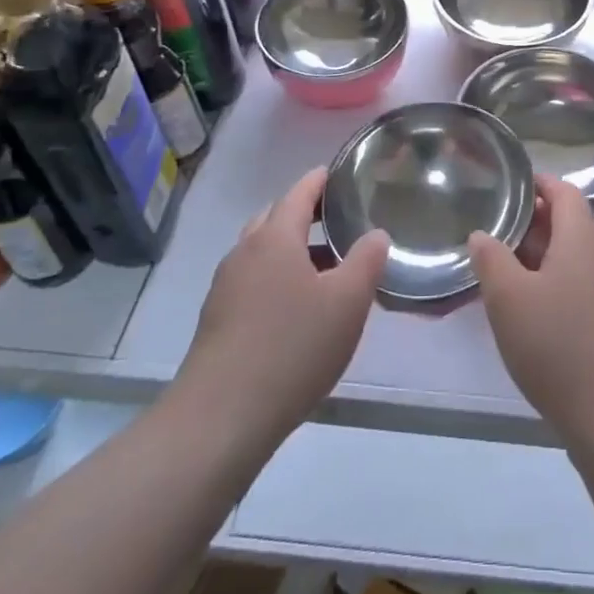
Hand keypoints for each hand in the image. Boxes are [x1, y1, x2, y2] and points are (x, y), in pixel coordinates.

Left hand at [171, 168, 387, 448]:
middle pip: (275, 217)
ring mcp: (225, 286)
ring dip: (290, 249)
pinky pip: (251, 280)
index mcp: (275, 237)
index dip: (321, 180)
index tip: (341, 175)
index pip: (300, 192)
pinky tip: (295, 309)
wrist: (220, 418)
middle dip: (304, 213)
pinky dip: (275, 278)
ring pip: (261, 251)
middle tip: (338, 222)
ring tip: (324, 269)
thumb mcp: (348, 302)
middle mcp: (245, 251)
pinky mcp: (217, 319)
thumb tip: (376, 234)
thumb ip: (367, 260)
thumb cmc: (292, 347)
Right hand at [468, 174, 593, 447]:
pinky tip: (535, 311)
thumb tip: (482, 234)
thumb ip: (491, 260)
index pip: (565, 192)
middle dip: (536, 222)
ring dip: (545, 256)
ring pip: (576, 258)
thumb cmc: (558, 346)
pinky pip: (584, 286)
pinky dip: (559, 284)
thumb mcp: (509, 300)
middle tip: (500, 228)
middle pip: (571, 224)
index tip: (513, 184)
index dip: (539, 183)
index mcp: (582, 240)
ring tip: (509, 270)